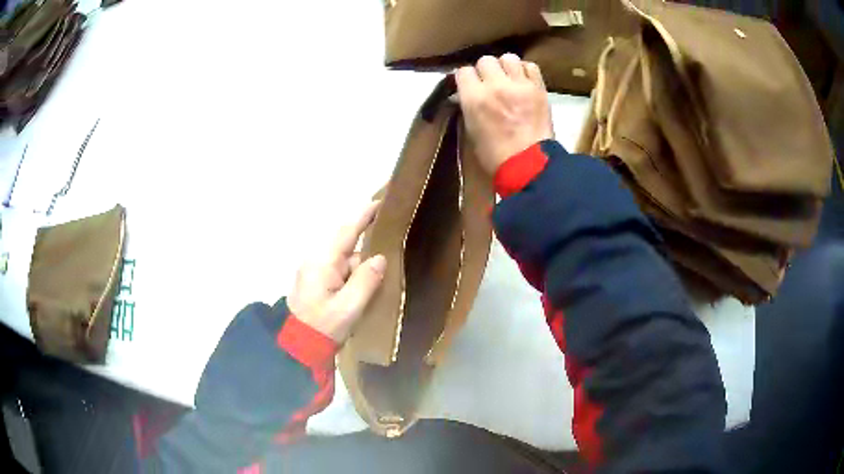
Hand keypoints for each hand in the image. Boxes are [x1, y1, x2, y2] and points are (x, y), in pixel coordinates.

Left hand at [287, 201, 386, 343]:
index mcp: (323, 262)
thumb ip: (365, 281)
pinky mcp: (315, 282)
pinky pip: (339, 270)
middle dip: (367, 246)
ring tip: (382, 275)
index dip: (363, 216)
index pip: (346, 232)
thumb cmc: (323, 327)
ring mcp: (314, 271)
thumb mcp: (348, 308)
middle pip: (347, 246)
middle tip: (392, 245)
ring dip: (360, 266)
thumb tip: (379, 258)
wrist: (298, 346)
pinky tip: (365, 287)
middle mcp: (317, 261)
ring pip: (345, 260)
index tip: (380, 202)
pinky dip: (353, 275)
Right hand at [456, 54, 553, 174]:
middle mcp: (495, 85)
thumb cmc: (494, 155)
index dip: (465, 78)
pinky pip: (531, 66)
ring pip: (508, 58)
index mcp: (474, 98)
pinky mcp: (539, 88)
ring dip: (506, 67)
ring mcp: (519, 85)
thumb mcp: (471, 130)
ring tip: (508, 79)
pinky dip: (525, 70)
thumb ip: (468, 106)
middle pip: (485, 60)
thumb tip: (465, 94)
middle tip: (490, 83)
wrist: (529, 165)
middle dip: (485, 70)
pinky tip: (524, 81)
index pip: (463, 71)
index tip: (469, 86)